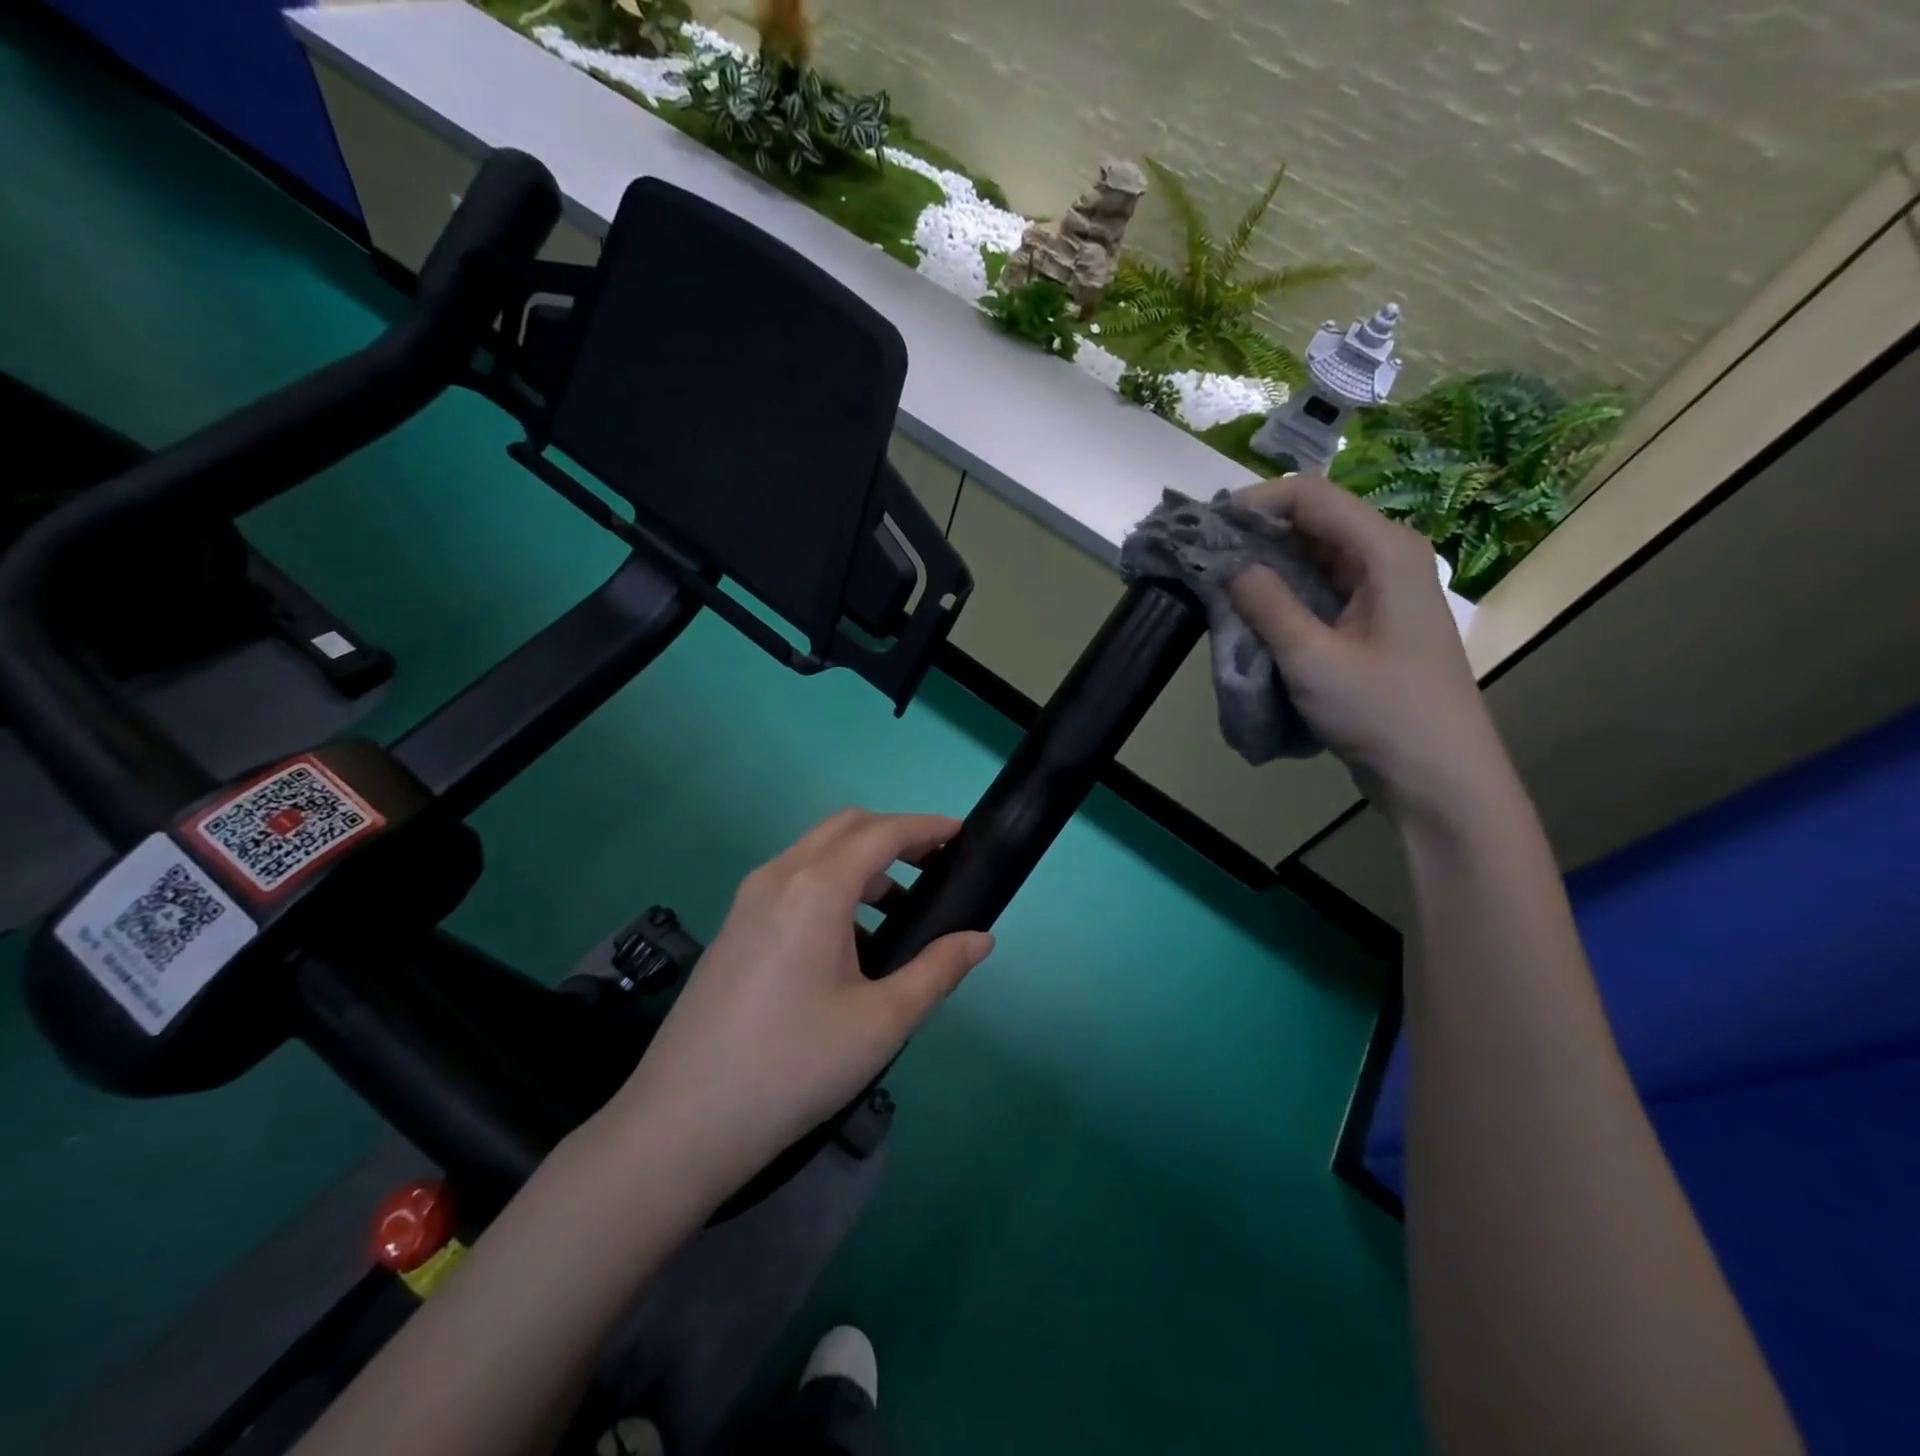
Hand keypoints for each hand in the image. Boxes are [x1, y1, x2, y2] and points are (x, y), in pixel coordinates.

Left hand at [606, 810, 994, 1200]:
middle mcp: (778, 876)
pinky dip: (832, 886)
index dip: (926, 827)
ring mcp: (748, 900)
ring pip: (816, 853)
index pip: (882, 832)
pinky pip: (793, 882)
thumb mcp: (881, 1022)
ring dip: (863, 863)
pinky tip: (851, 944)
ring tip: (900, 910)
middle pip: (846, 828)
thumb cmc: (793, 1066)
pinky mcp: (734, 927)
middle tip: (935, 867)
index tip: (961, 835)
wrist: (682, 1123)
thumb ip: (937, 970)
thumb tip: (981, 939)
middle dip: (895, 835)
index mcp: (816, 887)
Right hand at [1227, 474, 1511, 825]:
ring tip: (1218, 584)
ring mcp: (1383, 590)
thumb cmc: (1382, 711)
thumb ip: (1267, 605)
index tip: (1205, 528)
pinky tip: (1252, 613)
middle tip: (1203, 558)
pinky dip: (1285, 593)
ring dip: (1267, 566)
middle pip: (1313, 521)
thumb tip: (1230, 567)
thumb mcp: (1312, 659)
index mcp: (1384, 550)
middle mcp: (1388, 557)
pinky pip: (1322, 588)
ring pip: (1315, 556)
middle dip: (1256, 534)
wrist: (1438, 775)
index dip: (1255, 502)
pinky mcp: (1373, 620)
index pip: (1311, 496)